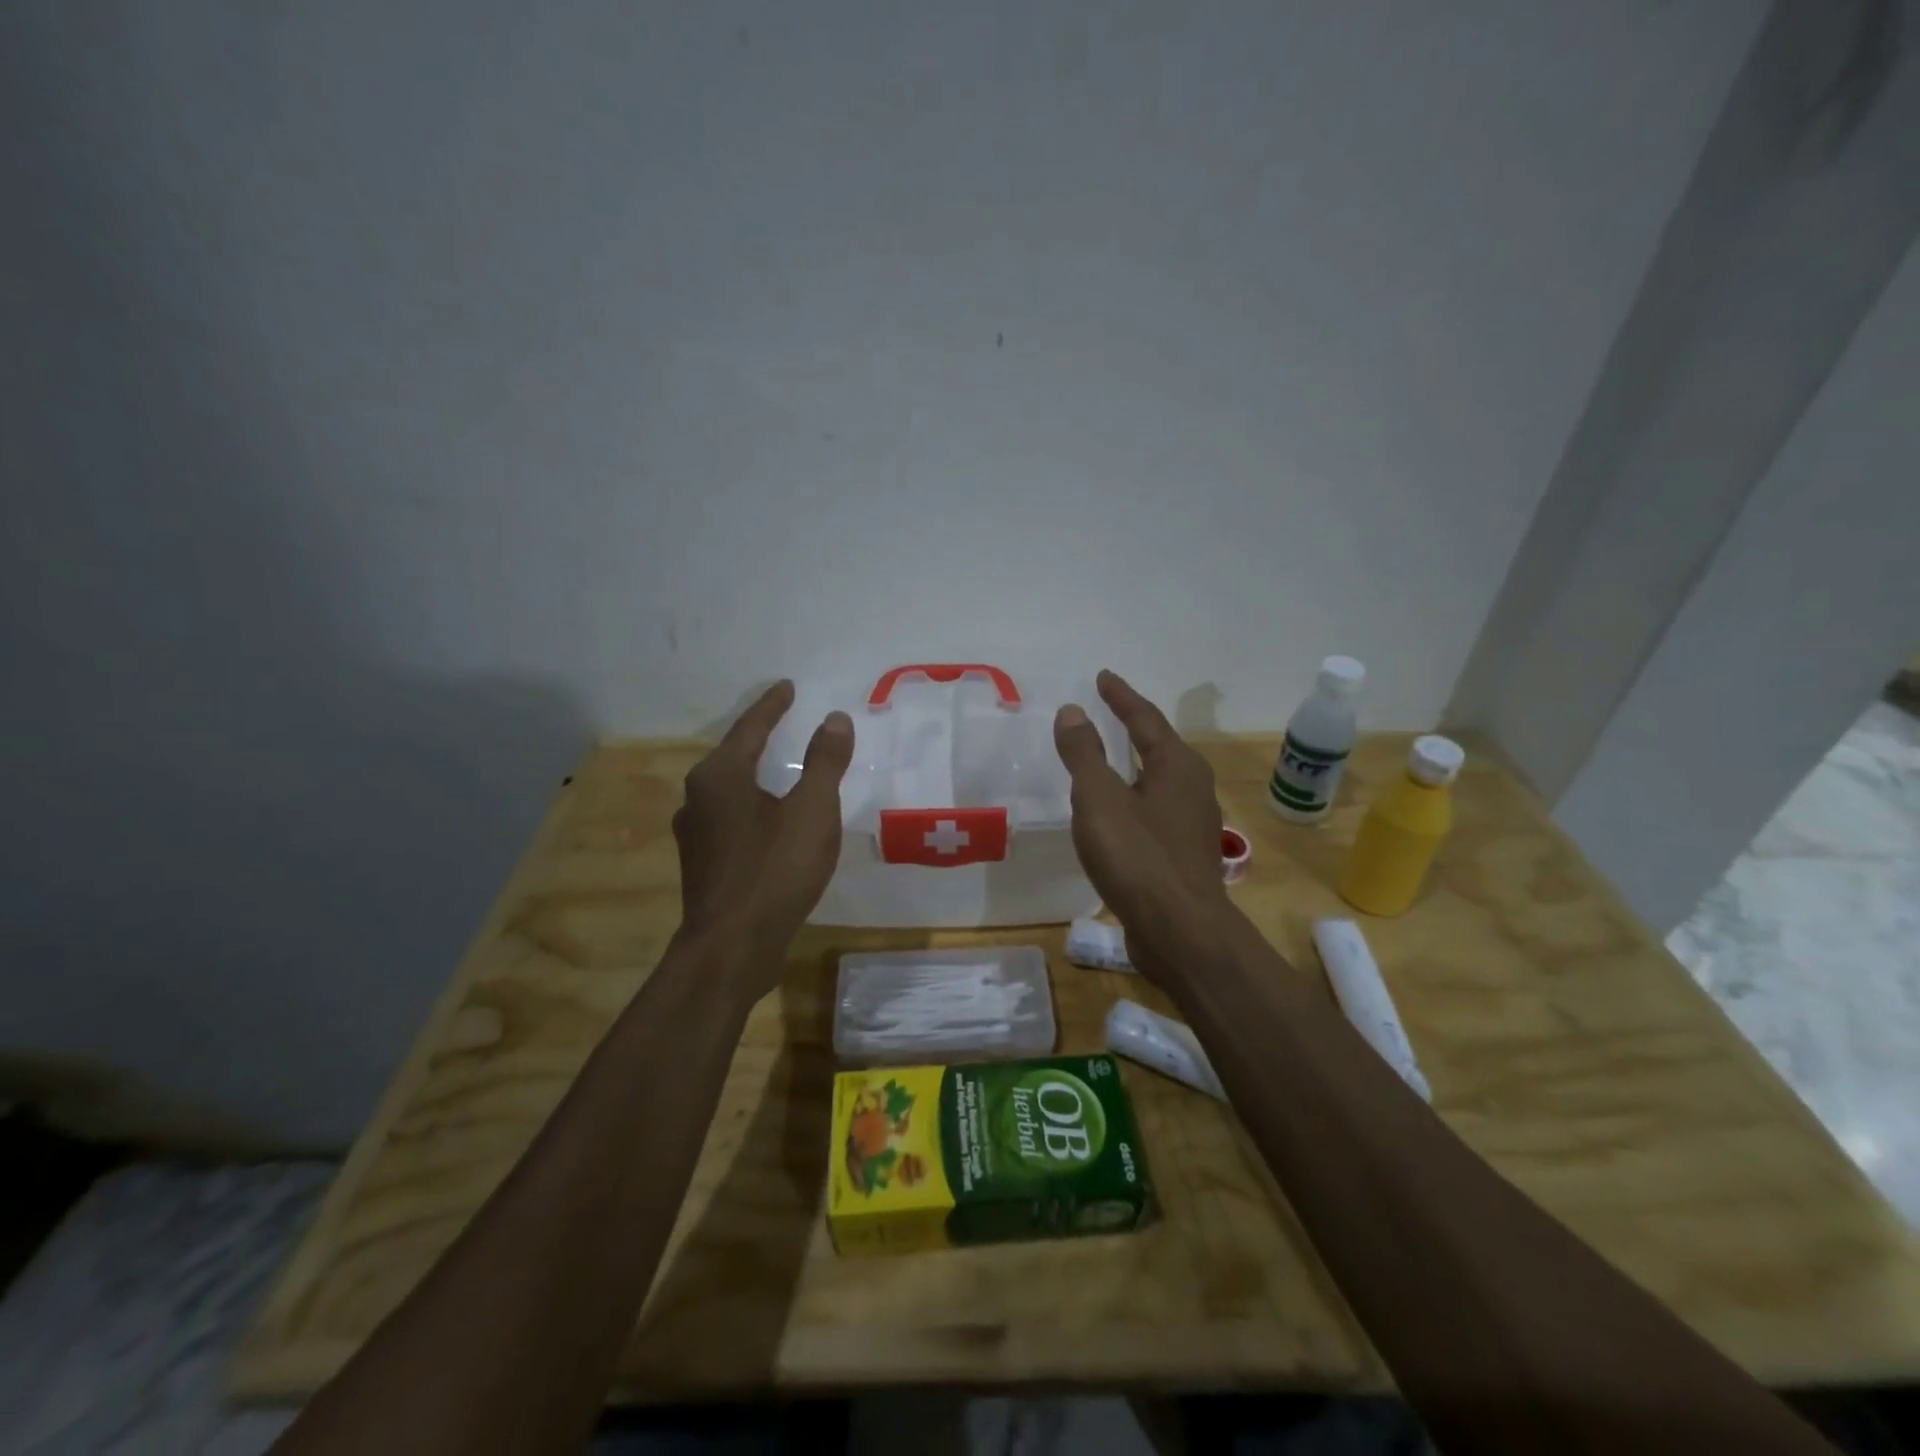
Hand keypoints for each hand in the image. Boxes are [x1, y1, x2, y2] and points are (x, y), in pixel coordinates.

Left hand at [673, 681, 853, 982]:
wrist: (732, 948)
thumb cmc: (774, 870)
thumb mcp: (812, 811)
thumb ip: (824, 762)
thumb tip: (834, 719)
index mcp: (720, 776)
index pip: (750, 727)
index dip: (772, 706)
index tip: (787, 687)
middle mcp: (698, 798)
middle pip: (733, 755)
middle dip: (759, 737)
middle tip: (783, 720)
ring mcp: (695, 834)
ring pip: (729, 790)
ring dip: (754, 774)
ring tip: (778, 768)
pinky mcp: (703, 864)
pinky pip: (731, 818)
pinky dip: (752, 806)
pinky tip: (768, 819)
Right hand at [1053, 670, 1229, 976]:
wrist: (1180, 932)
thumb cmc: (1138, 857)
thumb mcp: (1099, 799)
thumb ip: (1084, 754)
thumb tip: (1073, 710)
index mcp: (1177, 766)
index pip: (1145, 718)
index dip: (1121, 697)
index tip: (1103, 677)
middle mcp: (1194, 788)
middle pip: (1159, 747)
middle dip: (1133, 728)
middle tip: (1107, 711)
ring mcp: (1193, 824)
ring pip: (1159, 782)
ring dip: (1134, 766)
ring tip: (1109, 759)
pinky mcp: (1184, 856)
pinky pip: (1154, 812)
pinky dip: (1133, 799)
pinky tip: (1117, 815)